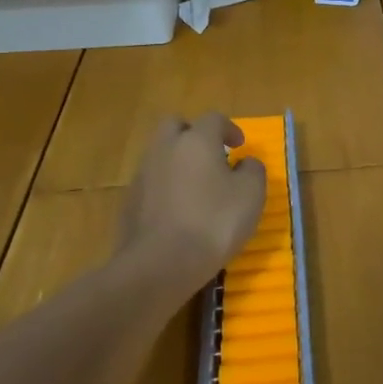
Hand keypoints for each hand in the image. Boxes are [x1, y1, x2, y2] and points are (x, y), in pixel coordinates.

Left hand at [116, 113, 267, 296]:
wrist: (160, 264)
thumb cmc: (214, 222)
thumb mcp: (251, 195)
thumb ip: (253, 170)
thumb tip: (246, 162)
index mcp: (196, 140)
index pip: (213, 119)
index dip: (229, 128)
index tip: (239, 146)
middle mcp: (165, 148)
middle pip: (175, 126)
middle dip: (193, 134)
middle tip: (211, 155)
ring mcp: (142, 174)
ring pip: (159, 154)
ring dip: (177, 161)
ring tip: (196, 186)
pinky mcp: (129, 201)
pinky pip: (150, 182)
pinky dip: (164, 187)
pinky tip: (178, 210)